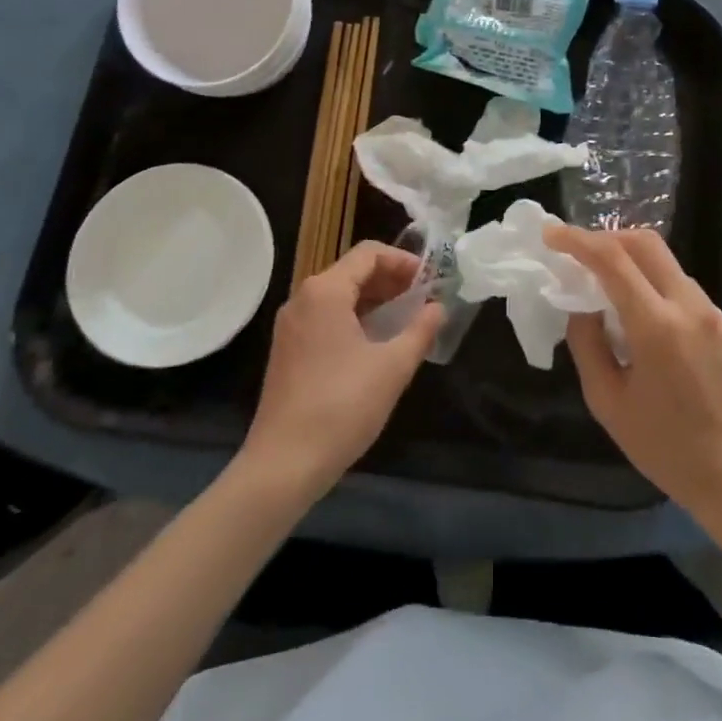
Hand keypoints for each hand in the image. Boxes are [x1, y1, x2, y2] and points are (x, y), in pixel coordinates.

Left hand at [241, 242, 442, 499]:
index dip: (404, 261)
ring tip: (405, 321)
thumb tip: (439, 308)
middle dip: (391, 280)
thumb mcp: (393, 367)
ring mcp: (291, 325)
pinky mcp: (287, 350)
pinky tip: (376, 344)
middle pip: (353, 271)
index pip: (369, 254)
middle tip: (423, 300)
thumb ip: (420, 330)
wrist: (282, 466)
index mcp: (325, 291)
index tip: (430, 281)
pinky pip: (326, 317)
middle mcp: (303, 298)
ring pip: (339, 295)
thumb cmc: (342, 407)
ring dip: (374, 300)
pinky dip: (354, 318)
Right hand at [548, 225, 721, 525]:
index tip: (550, 234)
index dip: (577, 240)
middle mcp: (689, 306)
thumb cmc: (664, 448)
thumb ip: (587, 343)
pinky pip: (679, 283)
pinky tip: (636, 308)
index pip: (613, 260)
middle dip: (605, 237)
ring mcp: (712, 310)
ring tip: (602, 281)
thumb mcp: (607, 402)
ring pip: (664, 259)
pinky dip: (650, 279)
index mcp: (658, 326)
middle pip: (644, 242)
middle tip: (576, 252)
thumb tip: (581, 304)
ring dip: (629, 257)